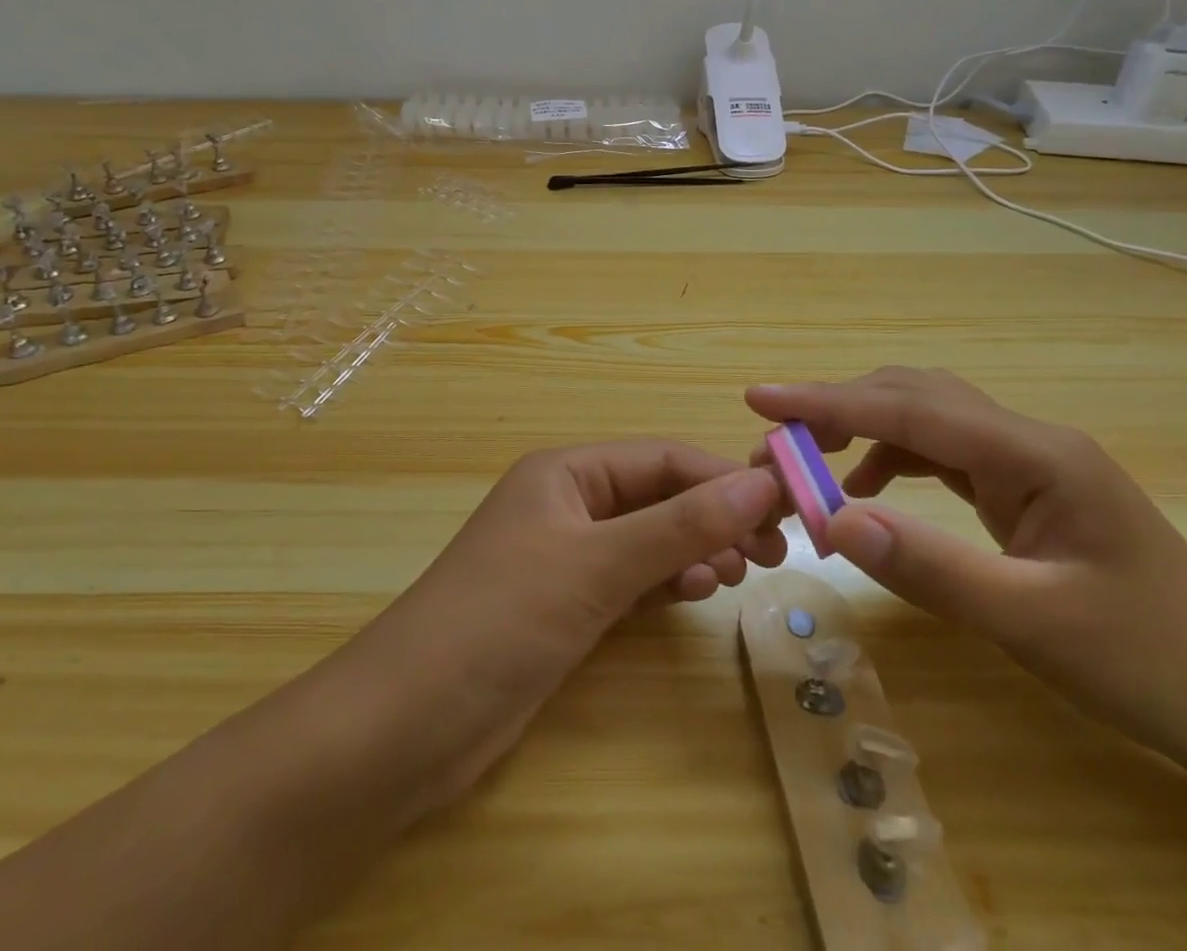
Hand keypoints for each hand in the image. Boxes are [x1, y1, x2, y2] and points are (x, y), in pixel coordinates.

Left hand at [341, 440, 784, 808]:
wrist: (404, 726)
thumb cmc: (501, 621)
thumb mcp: (596, 566)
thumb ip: (679, 525)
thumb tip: (761, 484)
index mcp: (566, 472)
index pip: (661, 459)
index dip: (722, 478)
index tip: (782, 508)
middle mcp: (566, 503)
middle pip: (656, 496)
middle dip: (712, 516)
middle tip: (769, 553)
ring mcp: (563, 556)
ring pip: (646, 538)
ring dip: (691, 549)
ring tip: (731, 575)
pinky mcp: (562, 605)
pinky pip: (628, 578)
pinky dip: (663, 582)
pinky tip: (688, 596)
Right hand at [748, 369, 1186, 778]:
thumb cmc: (1152, 663)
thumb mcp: (1033, 623)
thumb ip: (931, 566)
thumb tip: (833, 518)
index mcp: (1034, 453)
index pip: (909, 407)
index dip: (827, 400)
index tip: (759, 397)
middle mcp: (1026, 440)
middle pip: (913, 396)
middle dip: (837, 409)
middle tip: (773, 442)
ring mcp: (1027, 462)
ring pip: (925, 419)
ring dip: (862, 432)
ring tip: (808, 465)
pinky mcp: (1024, 489)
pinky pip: (941, 455)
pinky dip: (892, 462)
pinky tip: (868, 493)